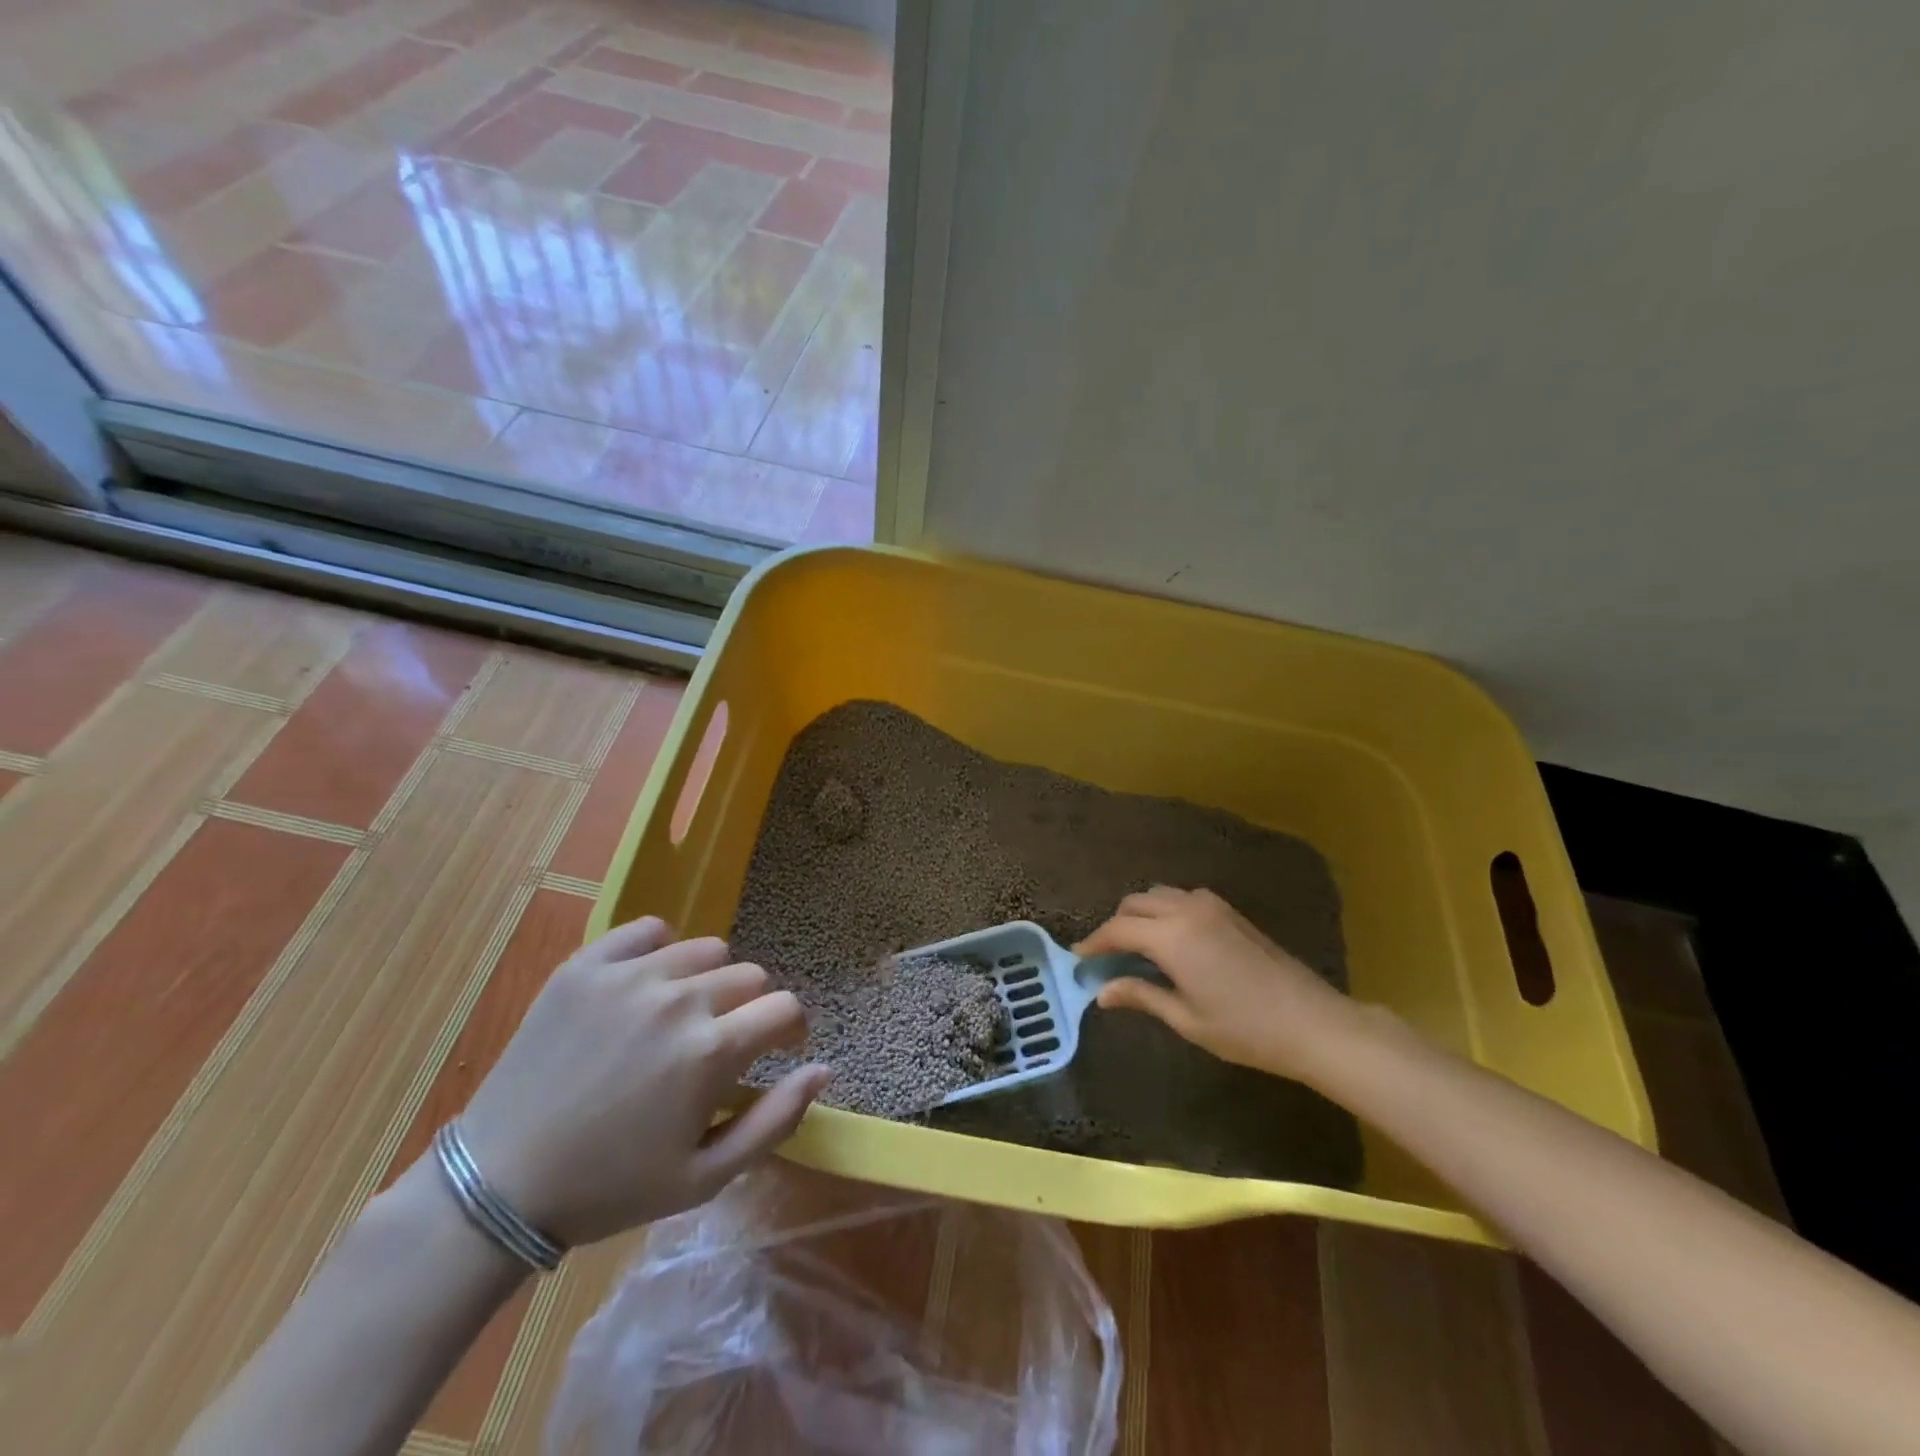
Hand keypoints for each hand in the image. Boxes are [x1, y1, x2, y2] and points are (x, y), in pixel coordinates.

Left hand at [455, 918, 830, 1247]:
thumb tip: (823, 1068)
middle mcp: (678, 1000)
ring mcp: (630, 976)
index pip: (784, 1008)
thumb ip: (775, 1120)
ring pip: (705, 950)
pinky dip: (659, 950)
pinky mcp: (587, 965)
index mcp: (710, 1051)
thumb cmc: (610, 1188)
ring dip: (709, 979)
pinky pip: (649, 930)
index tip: (778, 1045)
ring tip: (682, 1014)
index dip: (790, 1028)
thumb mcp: (705, 1177)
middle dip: (749, 1007)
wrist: (498, 1184)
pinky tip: (646, 985)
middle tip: (720, 1042)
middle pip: (749, 975)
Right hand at [1075, 886, 1367, 1084]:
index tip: (1079, 958)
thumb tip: (1103, 992)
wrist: (1312, 1022)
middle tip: (1106, 956)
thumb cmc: (1245, 1029)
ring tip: (1136, 947)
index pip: (1118, 929)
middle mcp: (1187, 909)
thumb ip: (1142, 996)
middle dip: (1115, 925)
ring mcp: (1212, 906)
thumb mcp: (1187, 1019)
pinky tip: (1171, 940)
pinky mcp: (1230, 911)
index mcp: (1171, 937)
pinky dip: (1165, 910)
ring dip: (1140, 914)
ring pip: (1159, 895)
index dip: (1094, 943)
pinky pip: (1184, 898)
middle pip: (1135, 903)